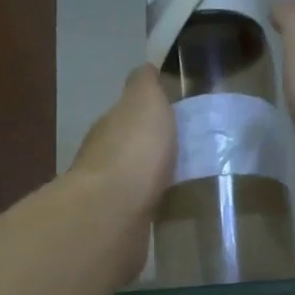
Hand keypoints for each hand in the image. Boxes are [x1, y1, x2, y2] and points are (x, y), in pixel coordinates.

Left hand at [71, 65, 175, 278]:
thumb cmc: (133, 151)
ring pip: (135, 181)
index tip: (177, 117)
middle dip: (153, 149)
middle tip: (190, 151)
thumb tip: (145, 67)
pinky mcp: (119, 227)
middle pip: (131, 149)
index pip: (128, 116)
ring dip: (154, 179)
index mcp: (110, 127)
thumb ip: (144, 85)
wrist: (113, 213)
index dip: (150, 114)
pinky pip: (141, 211)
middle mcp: (103, 159)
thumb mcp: (144, 102)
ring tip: (188, 181)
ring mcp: (109, 195)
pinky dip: (153, 206)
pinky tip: (172, 209)